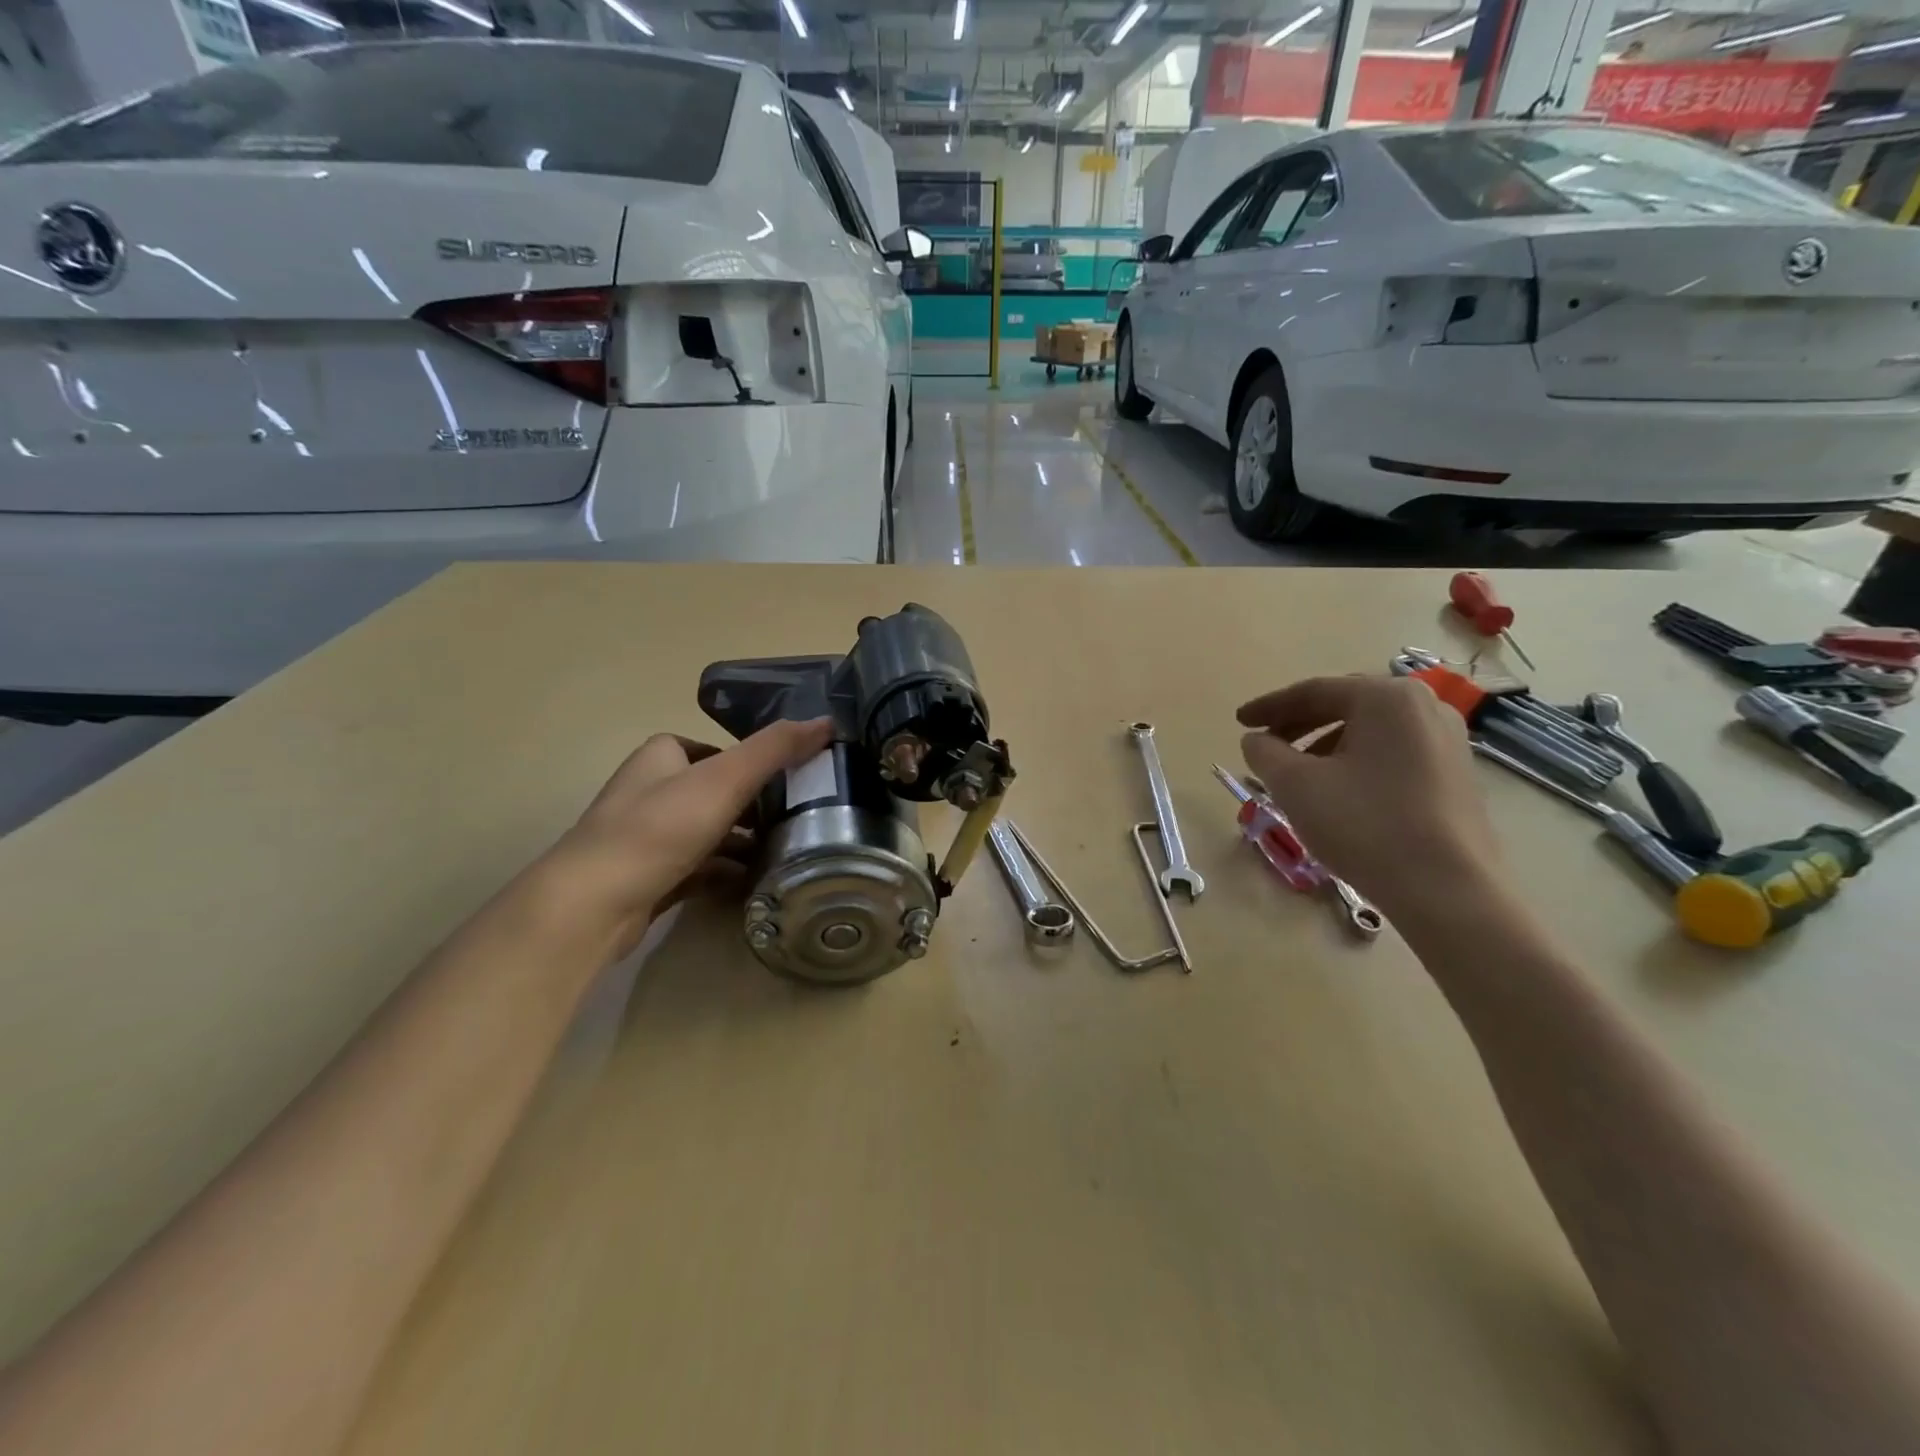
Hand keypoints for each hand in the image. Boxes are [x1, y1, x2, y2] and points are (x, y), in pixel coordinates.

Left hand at [549, 718, 833, 956]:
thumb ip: (775, 749)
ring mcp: (644, 838)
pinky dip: (724, 872)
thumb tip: (826, 721)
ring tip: (782, 854)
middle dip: (751, 807)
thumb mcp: (726, 779)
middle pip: (713, 792)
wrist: (595, 904)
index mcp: (661, 756)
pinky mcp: (646, 878)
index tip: (787, 783)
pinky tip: (752, 884)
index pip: (714, 750)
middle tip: (793, 822)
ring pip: (706, 833)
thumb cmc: (659, 828)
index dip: (750, 763)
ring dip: (740, 843)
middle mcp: (649, 791)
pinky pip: (696, 869)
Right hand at [1238, 676, 1498, 915]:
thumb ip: (1265, 752)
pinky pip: (1393, 753)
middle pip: (1345, 705)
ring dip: (1326, 745)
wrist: (1448, 891)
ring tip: (1297, 774)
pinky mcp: (1457, 774)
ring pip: (1370, 731)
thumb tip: (1256, 740)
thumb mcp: (1295, 785)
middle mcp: (1424, 706)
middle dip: (1299, 723)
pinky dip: (1357, 762)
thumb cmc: (1364, 825)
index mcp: (1386, 697)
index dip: (1268, 707)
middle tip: (1265, 744)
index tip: (1239, 722)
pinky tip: (1338, 791)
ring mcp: (1448, 740)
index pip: (1313, 691)